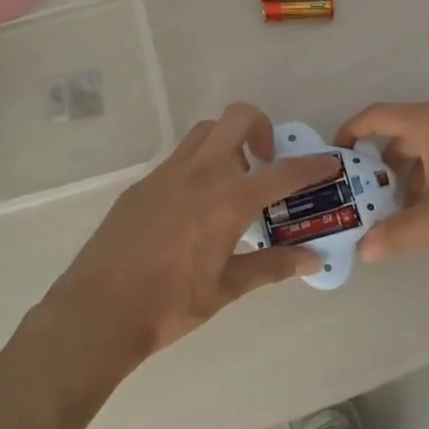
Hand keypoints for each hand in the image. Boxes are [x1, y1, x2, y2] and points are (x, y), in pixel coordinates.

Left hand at [43, 103, 340, 359]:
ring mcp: (166, 173)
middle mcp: (200, 173)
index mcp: (227, 200)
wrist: (99, 309)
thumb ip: (273, 267)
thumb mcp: (227, 288)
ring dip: (228, 142)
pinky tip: (195, 206)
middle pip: (238, 119)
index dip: (312, 165)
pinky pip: (180, 158)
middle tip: (267, 162)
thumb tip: (313, 260)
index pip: (283, 172)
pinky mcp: (143, 184)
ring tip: (233, 181)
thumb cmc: (170, 304)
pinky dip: (199, 165)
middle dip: (263, 128)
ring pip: (206, 132)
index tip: (330, 161)